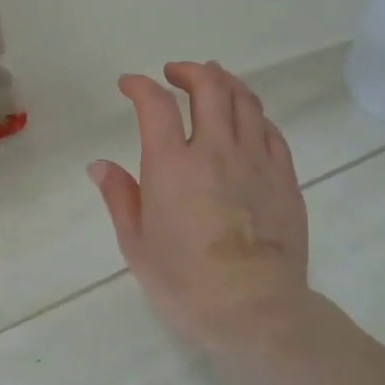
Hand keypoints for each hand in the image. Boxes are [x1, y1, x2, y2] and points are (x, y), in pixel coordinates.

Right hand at [90, 62, 312, 351]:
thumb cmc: (186, 284)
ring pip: (245, 101)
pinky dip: (253, 114)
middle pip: (209, 87)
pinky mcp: (285, 178)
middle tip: (173, 74)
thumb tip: (100, 164)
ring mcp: (256, 162)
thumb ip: (119, 197)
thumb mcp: (136, 245)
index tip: (129, 84)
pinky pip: (271, 130)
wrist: (257, 313)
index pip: (156, 105)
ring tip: (211, 82)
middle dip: (188, 71)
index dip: (140, 86)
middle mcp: (216, 151)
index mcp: (172, 166)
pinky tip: (245, 120)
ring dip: (225, 82)